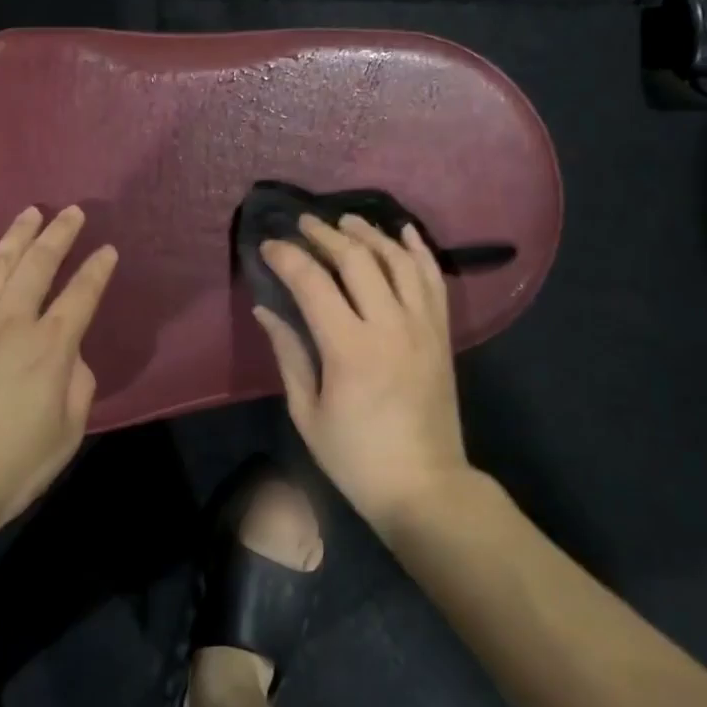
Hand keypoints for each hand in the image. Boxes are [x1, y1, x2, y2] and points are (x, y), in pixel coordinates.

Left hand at [0, 205, 117, 542]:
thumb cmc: (7, 469)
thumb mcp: (66, 436)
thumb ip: (78, 387)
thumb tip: (71, 358)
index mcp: (50, 348)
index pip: (82, 295)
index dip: (98, 270)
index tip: (108, 250)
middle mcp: (11, 323)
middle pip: (39, 265)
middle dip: (59, 234)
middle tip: (72, 211)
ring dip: (16, 237)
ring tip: (30, 214)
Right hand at [255, 214, 469, 531]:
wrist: (426, 486)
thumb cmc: (356, 457)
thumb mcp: (307, 412)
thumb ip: (288, 353)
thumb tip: (265, 310)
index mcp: (349, 349)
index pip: (312, 283)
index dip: (287, 257)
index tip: (268, 246)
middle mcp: (389, 326)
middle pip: (357, 259)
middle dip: (326, 234)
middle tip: (304, 224)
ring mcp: (422, 326)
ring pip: (398, 260)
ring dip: (370, 234)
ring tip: (346, 220)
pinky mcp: (441, 333)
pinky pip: (433, 280)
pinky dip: (418, 251)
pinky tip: (404, 232)